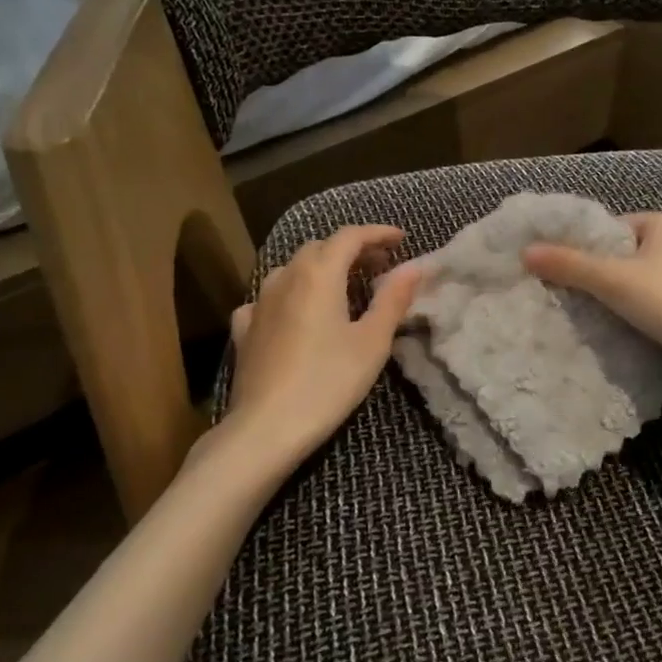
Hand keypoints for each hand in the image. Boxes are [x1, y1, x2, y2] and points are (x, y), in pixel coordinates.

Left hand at [225, 224, 421, 462]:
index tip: (402, 240)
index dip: (378, 233)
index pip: (350, 236)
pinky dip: (289, 295)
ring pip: (292, 269)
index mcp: (319, 274)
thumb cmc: (328, 382)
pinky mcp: (245, 330)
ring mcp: (259, 303)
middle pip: (320, 248)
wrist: (266, 428)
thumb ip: (393, 299)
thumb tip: (416, 267)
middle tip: (381, 266)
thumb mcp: (372, 342)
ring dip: (321, 269)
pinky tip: (293, 313)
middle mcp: (285, 278)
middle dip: (352, 250)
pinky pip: (268, 299)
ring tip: (344, 287)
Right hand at [522, 212, 661, 390]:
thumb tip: (526, 252)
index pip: (614, 228)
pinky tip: (624, 330)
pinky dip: (641, 313)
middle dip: (601, 275)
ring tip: (592, 315)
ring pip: (642, 281)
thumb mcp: (612, 280)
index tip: (564, 270)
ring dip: (620, 297)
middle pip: (627, 255)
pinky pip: (659, 303)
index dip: (587, 247)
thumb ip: (569, 265)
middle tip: (571, 295)